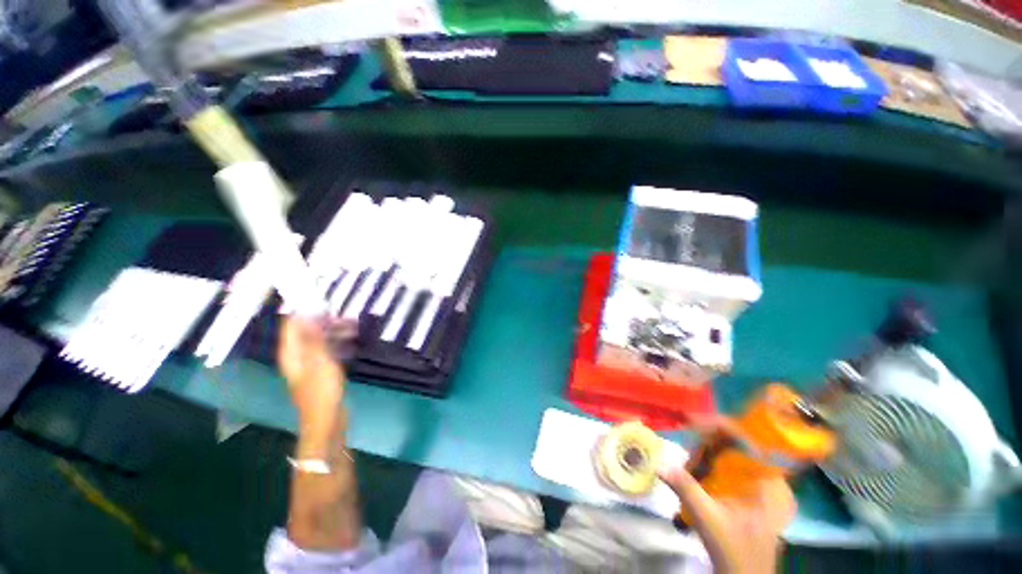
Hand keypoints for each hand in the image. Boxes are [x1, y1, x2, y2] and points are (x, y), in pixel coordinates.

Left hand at [278, 316, 354, 437]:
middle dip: (326, 321)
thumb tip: (309, 314)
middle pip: (308, 331)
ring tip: (355, 326)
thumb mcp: (319, 361)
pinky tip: (353, 341)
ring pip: (321, 340)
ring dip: (335, 332)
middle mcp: (298, 356)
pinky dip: (339, 343)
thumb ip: (314, 338)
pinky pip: (329, 350)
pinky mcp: (322, 371)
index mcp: (292, 353)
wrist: (327, 420)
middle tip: (347, 315)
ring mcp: (310, 364)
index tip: (323, 300)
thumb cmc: (321, 391)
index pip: (292, 325)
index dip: (304, 311)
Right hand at [658, 418, 795, 573]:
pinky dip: (710, 462)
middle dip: (708, 442)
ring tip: (690, 465)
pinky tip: (696, 470)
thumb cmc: (735, 551)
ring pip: (732, 452)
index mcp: (771, 482)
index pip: (750, 438)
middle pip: (738, 442)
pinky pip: (730, 464)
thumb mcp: (709, 519)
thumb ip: (686, 488)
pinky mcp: (751, 490)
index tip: (693, 420)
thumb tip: (658, 462)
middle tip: (687, 451)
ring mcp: (762, 483)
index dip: (722, 425)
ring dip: (707, 453)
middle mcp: (770, 477)